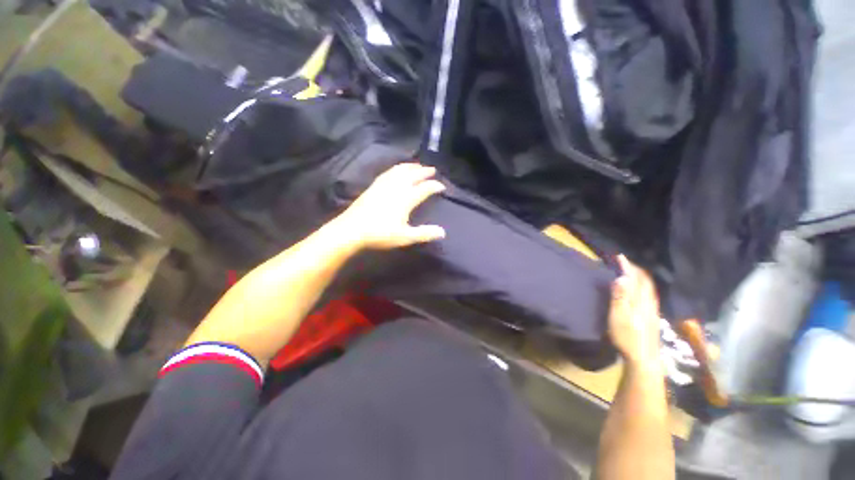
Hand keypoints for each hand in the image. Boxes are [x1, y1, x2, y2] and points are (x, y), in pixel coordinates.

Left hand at [335, 163, 446, 249]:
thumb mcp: (405, 237)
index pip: (424, 188)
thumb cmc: (380, 234)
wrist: (352, 229)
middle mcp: (396, 187)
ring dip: (411, 166)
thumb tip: (443, 232)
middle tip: (432, 170)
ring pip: (400, 170)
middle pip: (413, 175)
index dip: (434, 186)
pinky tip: (396, 170)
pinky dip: (397, 168)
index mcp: (406, 199)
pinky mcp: (374, 186)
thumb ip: (424, 234)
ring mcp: (384, 185)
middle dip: (424, 171)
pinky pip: (388, 172)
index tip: (442, 186)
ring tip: (417, 165)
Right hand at [608, 256, 661, 368]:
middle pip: (645, 281)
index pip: (636, 278)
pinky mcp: (651, 316)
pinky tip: (637, 290)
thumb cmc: (627, 337)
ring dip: (639, 277)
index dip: (628, 266)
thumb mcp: (619, 317)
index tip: (619, 257)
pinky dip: (642, 286)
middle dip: (635, 269)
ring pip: (648, 288)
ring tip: (629, 272)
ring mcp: (652, 310)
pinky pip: (648, 294)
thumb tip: (621, 278)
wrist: (643, 358)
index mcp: (641, 301)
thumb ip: (620, 297)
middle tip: (623, 262)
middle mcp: (649, 302)